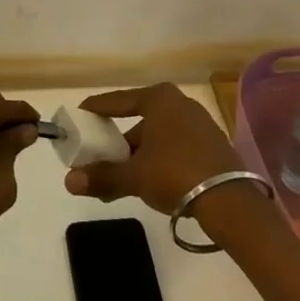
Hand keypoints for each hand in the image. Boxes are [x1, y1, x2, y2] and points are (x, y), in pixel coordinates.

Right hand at [63, 83, 241, 213]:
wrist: (230, 201)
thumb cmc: (175, 174)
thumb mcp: (134, 176)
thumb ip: (103, 176)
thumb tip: (69, 181)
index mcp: (158, 99)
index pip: (118, 101)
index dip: (96, 109)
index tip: (80, 116)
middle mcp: (179, 103)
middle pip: (139, 120)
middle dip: (119, 141)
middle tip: (100, 156)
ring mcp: (199, 124)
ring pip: (158, 136)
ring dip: (139, 155)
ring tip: (122, 177)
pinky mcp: (212, 145)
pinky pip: (176, 147)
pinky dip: (160, 159)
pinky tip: (151, 180)